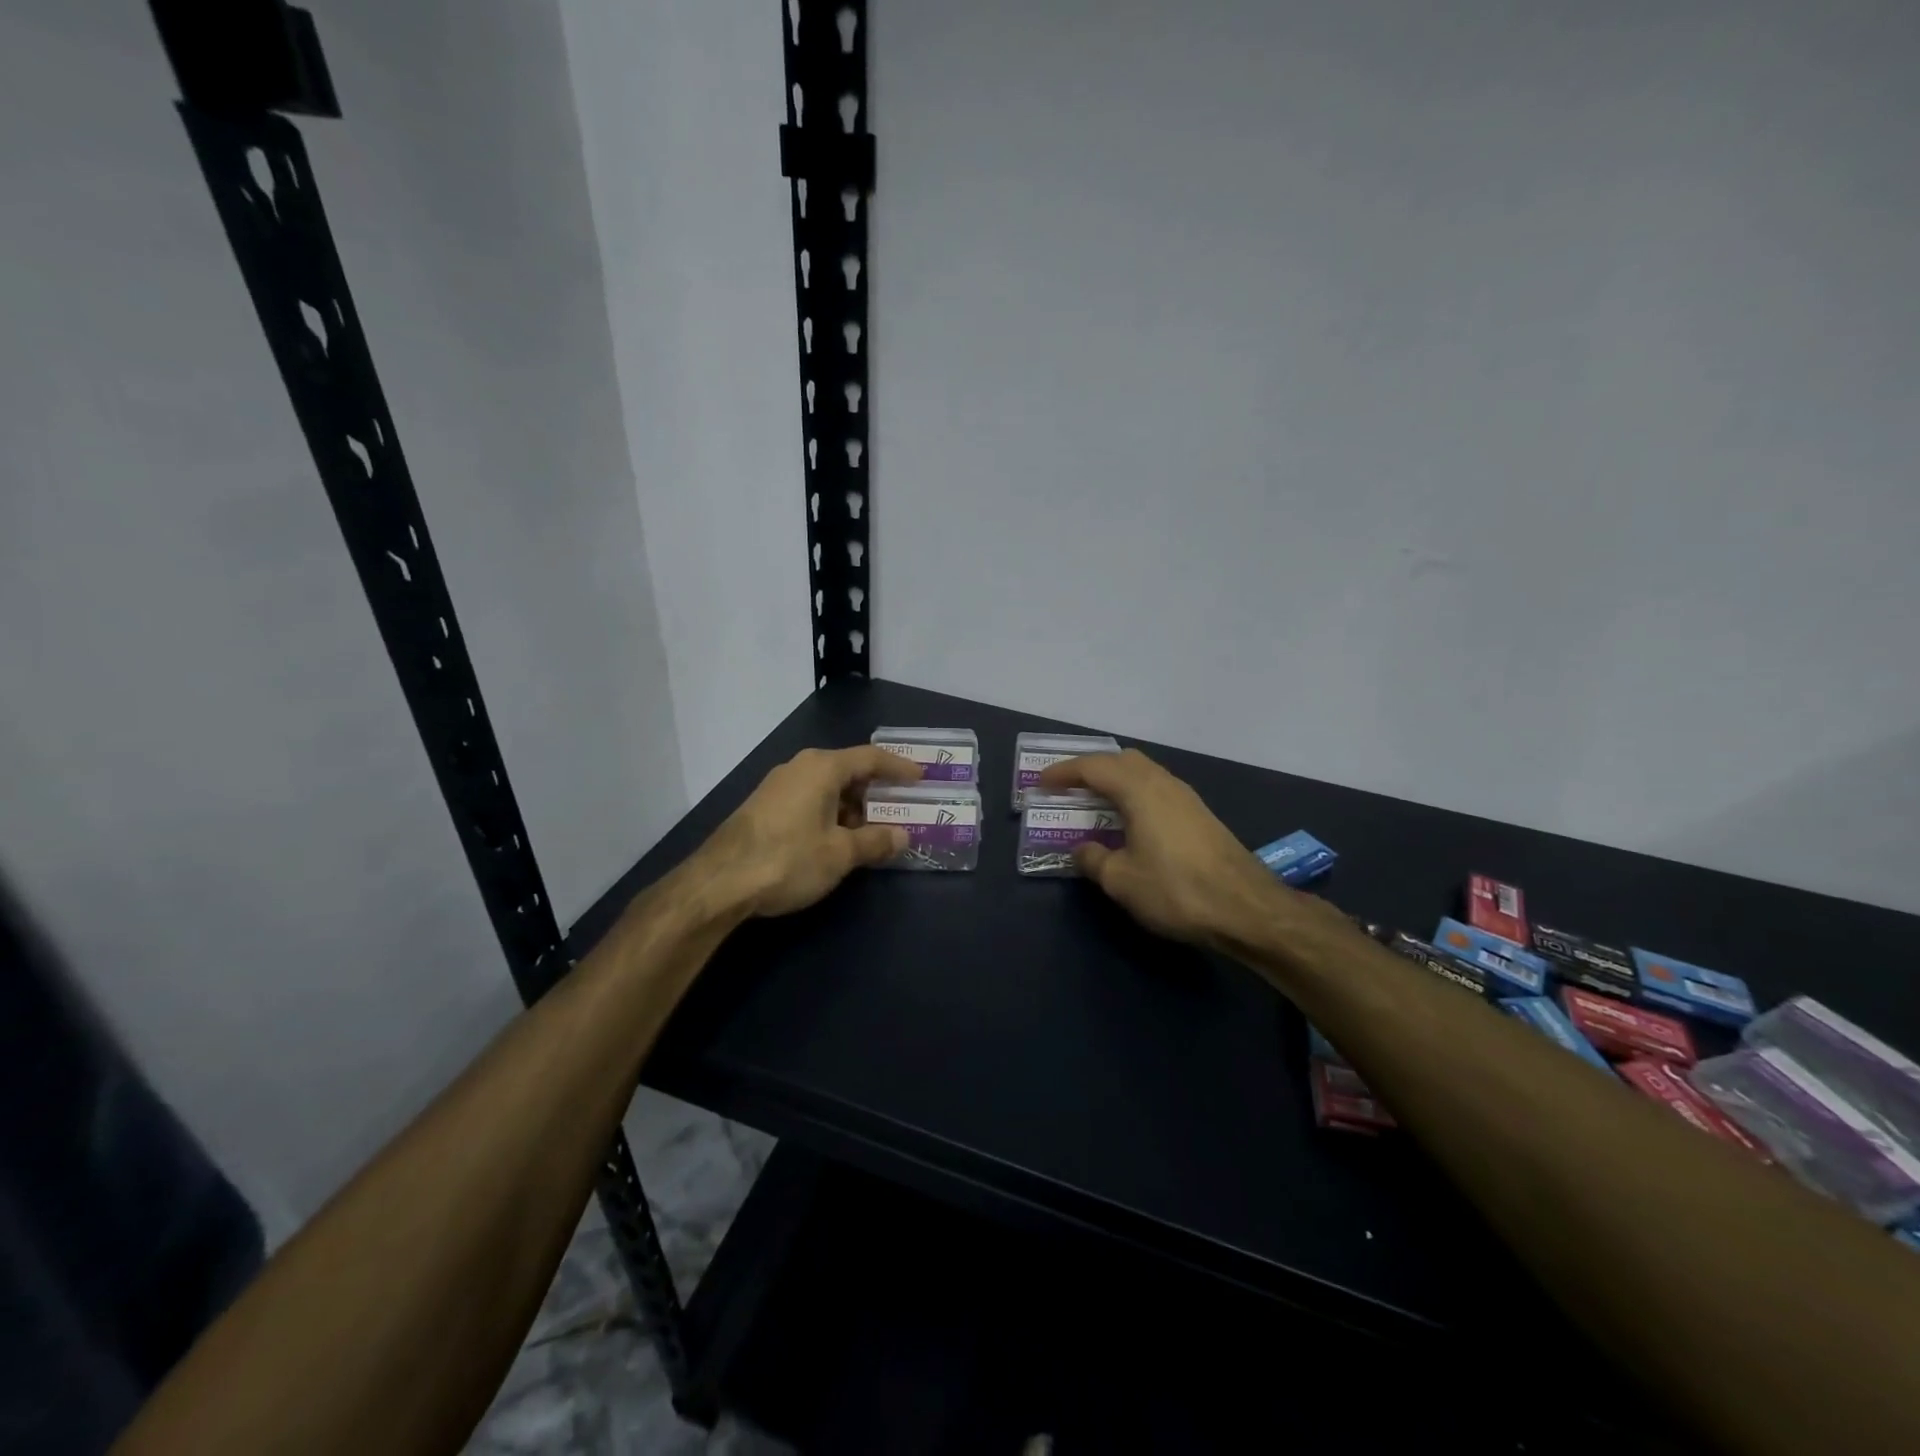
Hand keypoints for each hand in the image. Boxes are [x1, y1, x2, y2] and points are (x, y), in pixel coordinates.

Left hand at [698, 745, 921, 917]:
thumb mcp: (840, 854)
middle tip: (900, 809)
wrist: (719, 882)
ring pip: (827, 788)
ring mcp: (778, 786)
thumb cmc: (789, 859)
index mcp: (822, 768)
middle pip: (848, 771)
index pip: (871, 757)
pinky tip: (836, 841)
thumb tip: (902, 836)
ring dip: (852, 808)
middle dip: (876, 792)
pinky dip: (830, 814)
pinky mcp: (764, 807)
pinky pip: (809, 801)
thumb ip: (875, 842)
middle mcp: (800, 767)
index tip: (920, 778)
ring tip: (872, 833)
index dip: (898, 767)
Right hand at [1037, 749, 1292, 947]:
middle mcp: (1163, 783)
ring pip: (1143, 774)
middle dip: (1092, 769)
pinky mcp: (1199, 815)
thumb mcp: (1121, 880)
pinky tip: (1130, 823)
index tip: (1041, 784)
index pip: (1093, 767)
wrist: (1245, 907)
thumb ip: (1094, 860)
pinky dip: (1135, 795)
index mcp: (1139, 790)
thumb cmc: (1175, 889)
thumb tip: (1082, 850)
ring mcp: (1186, 797)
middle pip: (1122, 760)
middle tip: (1069, 788)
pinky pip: (1157, 790)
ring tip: (1095, 804)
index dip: (1063, 773)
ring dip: (1116, 782)